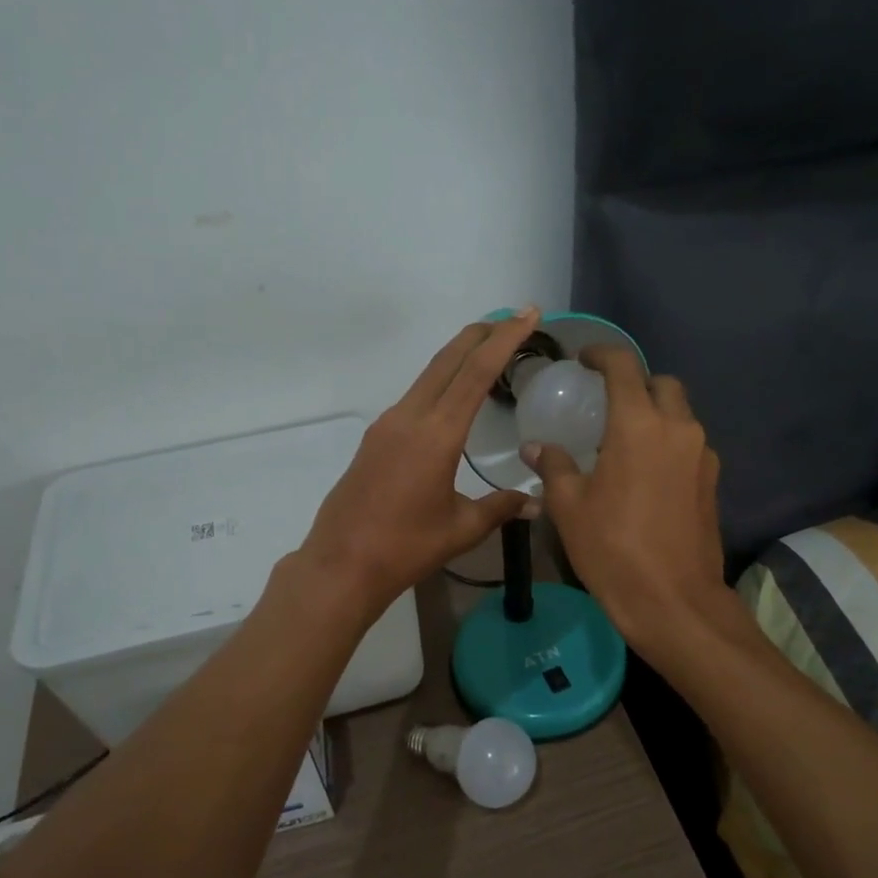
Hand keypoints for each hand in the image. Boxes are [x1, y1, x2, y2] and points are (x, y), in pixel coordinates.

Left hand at [298, 310, 542, 613]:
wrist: (341, 564)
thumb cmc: (405, 548)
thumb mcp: (461, 528)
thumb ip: (500, 508)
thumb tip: (536, 503)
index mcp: (436, 434)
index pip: (476, 373)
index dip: (504, 339)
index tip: (526, 313)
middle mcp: (410, 417)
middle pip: (448, 360)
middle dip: (481, 334)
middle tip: (512, 318)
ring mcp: (387, 425)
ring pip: (429, 375)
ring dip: (459, 356)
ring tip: (488, 349)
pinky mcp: (375, 438)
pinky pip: (415, 396)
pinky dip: (441, 381)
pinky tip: (453, 395)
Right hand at [522, 347, 730, 650]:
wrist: (673, 600)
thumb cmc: (612, 548)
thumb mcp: (570, 507)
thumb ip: (554, 467)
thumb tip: (536, 447)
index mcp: (637, 425)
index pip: (623, 367)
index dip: (602, 354)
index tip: (584, 360)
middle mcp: (677, 428)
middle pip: (661, 384)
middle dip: (635, 383)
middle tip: (607, 402)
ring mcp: (701, 455)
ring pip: (681, 414)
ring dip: (655, 414)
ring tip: (624, 440)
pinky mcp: (712, 481)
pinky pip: (690, 444)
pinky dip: (668, 442)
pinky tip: (646, 472)